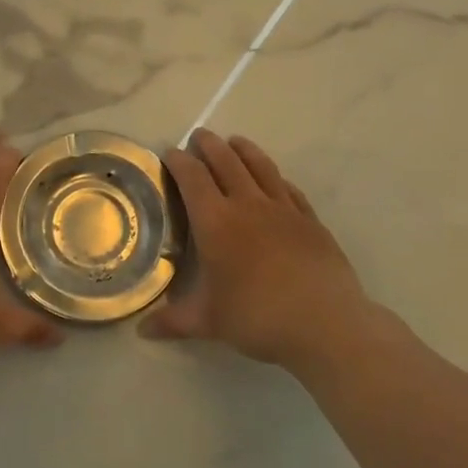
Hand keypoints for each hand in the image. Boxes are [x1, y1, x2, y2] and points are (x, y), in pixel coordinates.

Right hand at [142, 129, 405, 373]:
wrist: (326, 323)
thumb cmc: (257, 317)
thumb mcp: (209, 322)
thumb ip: (173, 321)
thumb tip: (141, 331)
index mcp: (216, 222)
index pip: (192, 178)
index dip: (179, 162)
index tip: (170, 153)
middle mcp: (248, 205)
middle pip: (226, 162)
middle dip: (209, 145)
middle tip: (199, 136)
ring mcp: (283, 209)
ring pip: (260, 167)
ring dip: (244, 150)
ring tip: (235, 141)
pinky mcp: (310, 220)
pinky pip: (289, 189)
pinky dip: (275, 177)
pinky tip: (275, 180)